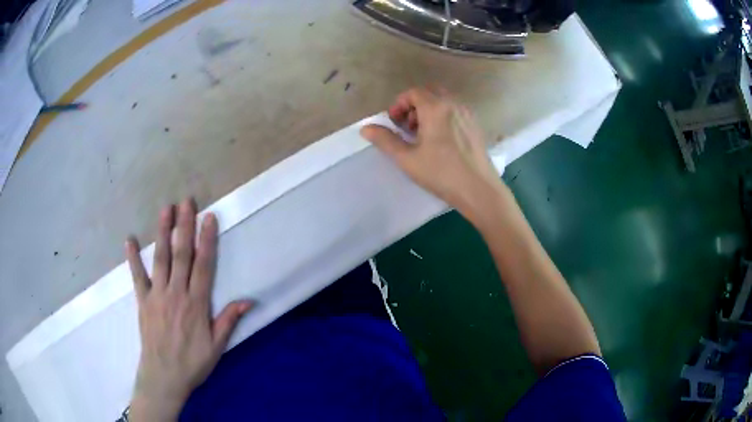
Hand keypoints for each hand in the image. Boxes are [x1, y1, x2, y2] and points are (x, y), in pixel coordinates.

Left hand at [125, 199, 253, 420]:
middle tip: (186, 202)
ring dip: (162, 233)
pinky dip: (133, 258)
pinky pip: (137, 276)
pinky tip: (130, 240)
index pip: (203, 266)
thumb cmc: (193, 362)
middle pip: (181, 255)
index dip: (207, 240)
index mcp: (196, 304)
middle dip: (184, 226)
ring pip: (160, 259)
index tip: (209, 218)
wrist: (164, 376)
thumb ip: (228, 320)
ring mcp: (157, 295)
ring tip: (165, 210)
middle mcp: (176, 294)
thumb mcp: (217, 346)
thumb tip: (248, 300)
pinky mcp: (143, 301)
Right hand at [360, 87, 503, 219]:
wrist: (479, 190)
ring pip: (443, 101)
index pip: (413, 92)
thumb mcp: (407, 158)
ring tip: (422, 135)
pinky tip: (441, 140)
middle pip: (429, 92)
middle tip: (407, 127)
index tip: (394, 123)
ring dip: (428, 110)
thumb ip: (385, 140)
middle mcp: (453, 104)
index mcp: (435, 108)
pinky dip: (443, 116)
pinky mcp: (475, 125)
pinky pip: (455, 110)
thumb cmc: (441, 173)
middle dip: (414, 105)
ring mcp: (467, 114)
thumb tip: (365, 128)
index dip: (399, 104)